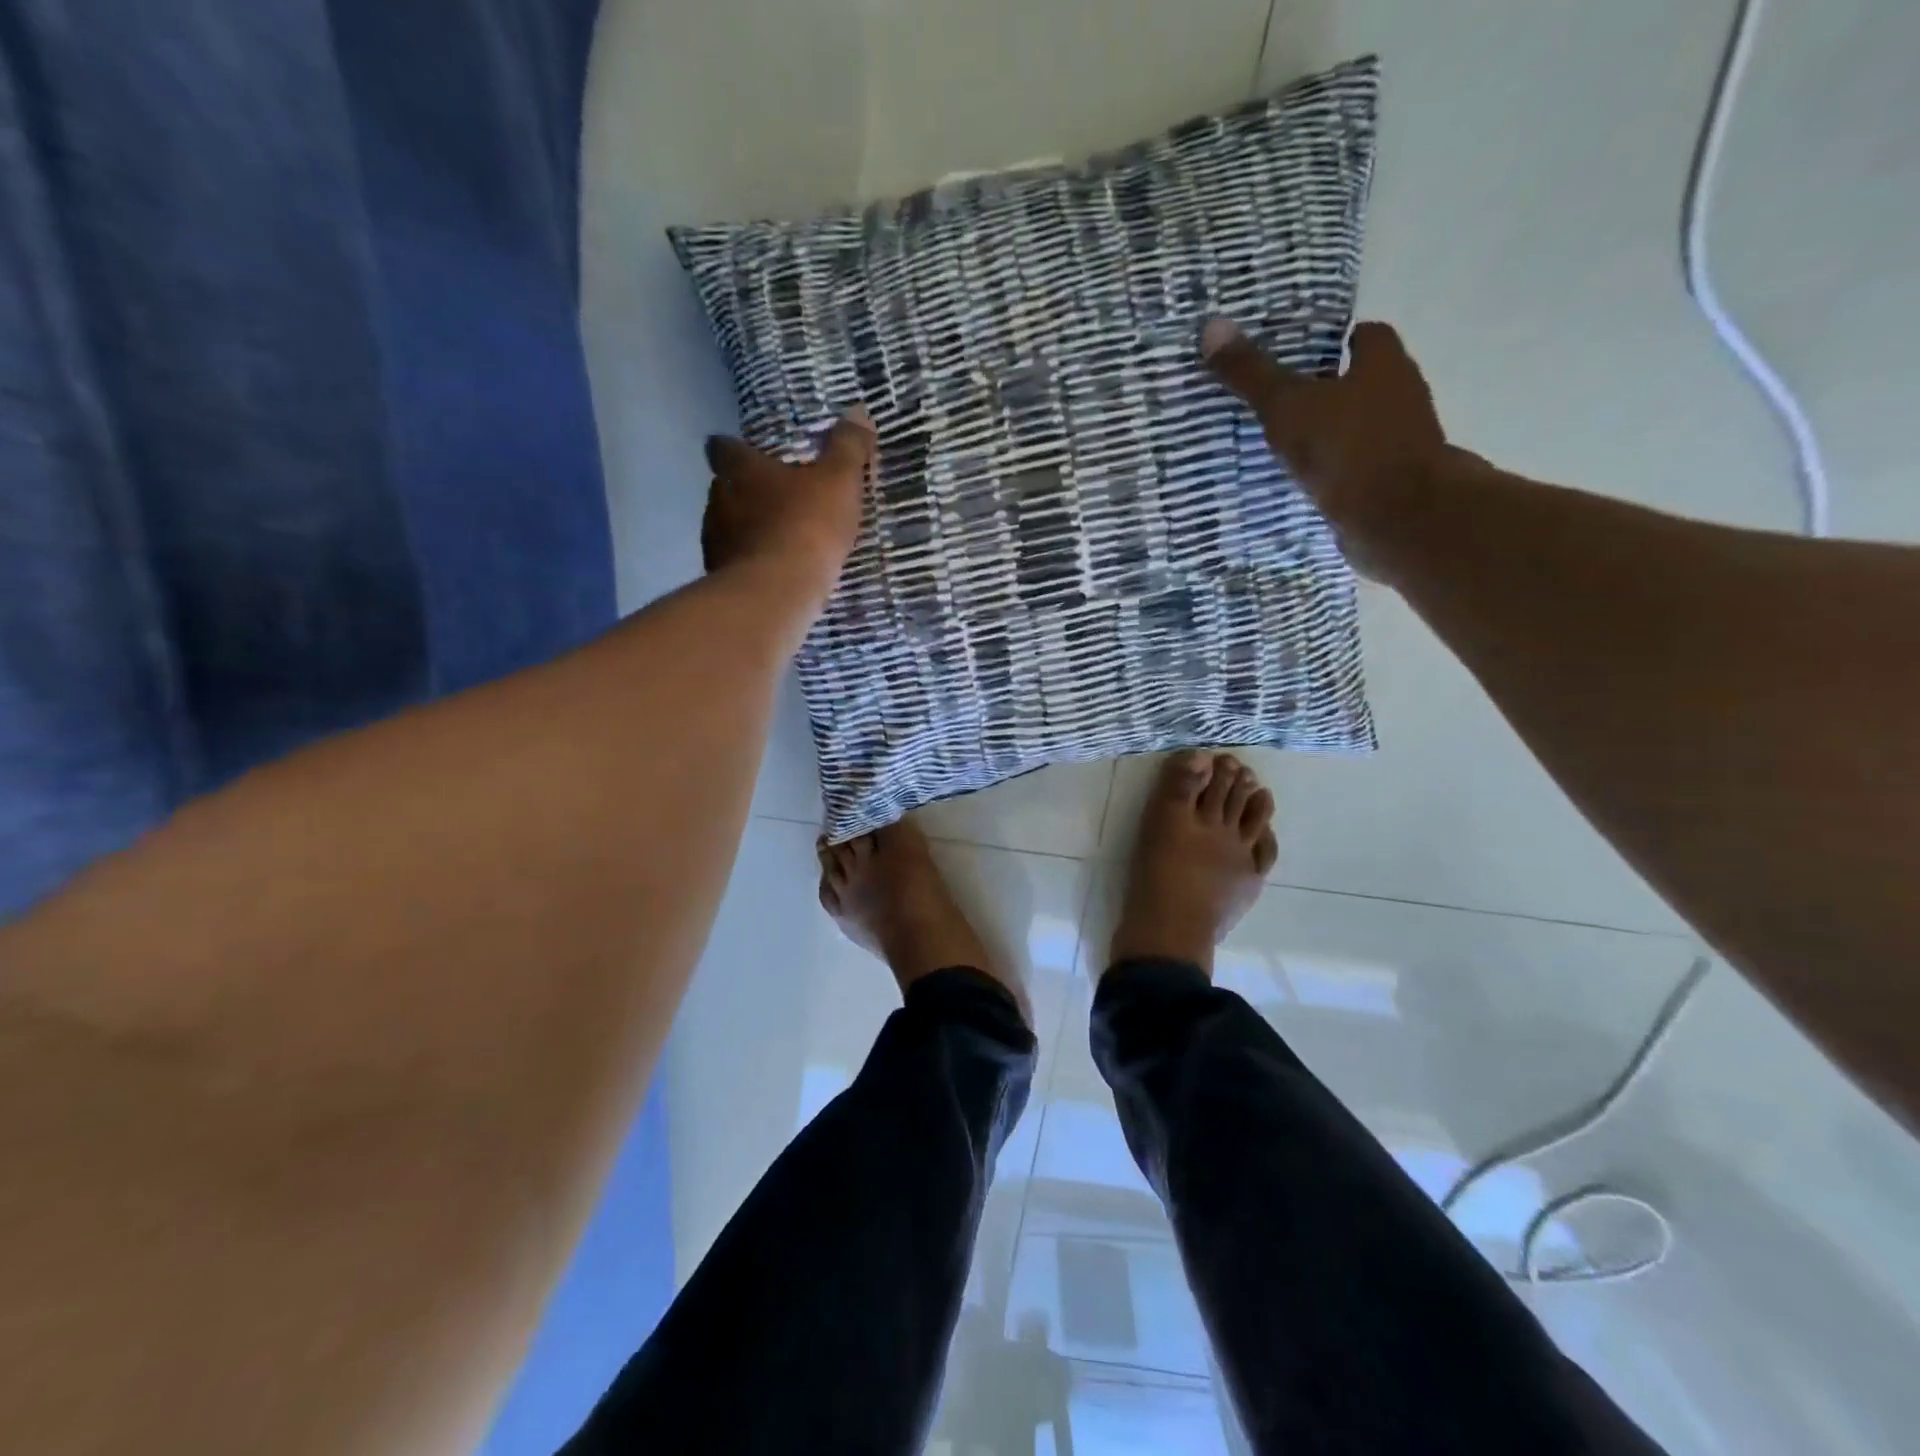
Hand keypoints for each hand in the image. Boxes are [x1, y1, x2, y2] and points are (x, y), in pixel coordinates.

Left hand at [701, 407, 875, 586]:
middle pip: (726, 487)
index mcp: (741, 469)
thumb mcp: (838, 481)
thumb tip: (859, 411)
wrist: (776, 592)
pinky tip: (774, 573)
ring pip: (728, 526)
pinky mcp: (719, 576)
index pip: (723, 447)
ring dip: (748, 530)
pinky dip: (751, 563)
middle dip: (747, 492)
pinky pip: (735, 562)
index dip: (736, 448)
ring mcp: (714, 540)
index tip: (752, 455)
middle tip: (778, 501)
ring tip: (779, 541)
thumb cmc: (806, 526)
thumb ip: (848, 447)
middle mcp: (718, 499)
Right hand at [1201, 319, 1456, 575]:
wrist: (1398, 520)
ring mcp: (1399, 442)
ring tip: (1276, 444)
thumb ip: (1252, 373)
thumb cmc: (1346, 448)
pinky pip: (1352, 467)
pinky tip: (1297, 482)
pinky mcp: (1390, 483)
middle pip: (1357, 381)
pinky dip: (1329, 472)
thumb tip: (1212, 326)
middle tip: (1274, 399)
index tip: (1294, 354)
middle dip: (1322, 390)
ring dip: (1325, 434)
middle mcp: (1400, 395)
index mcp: (1384, 362)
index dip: (1331, 341)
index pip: (1362, 335)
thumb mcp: (1287, 406)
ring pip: (1354, 427)